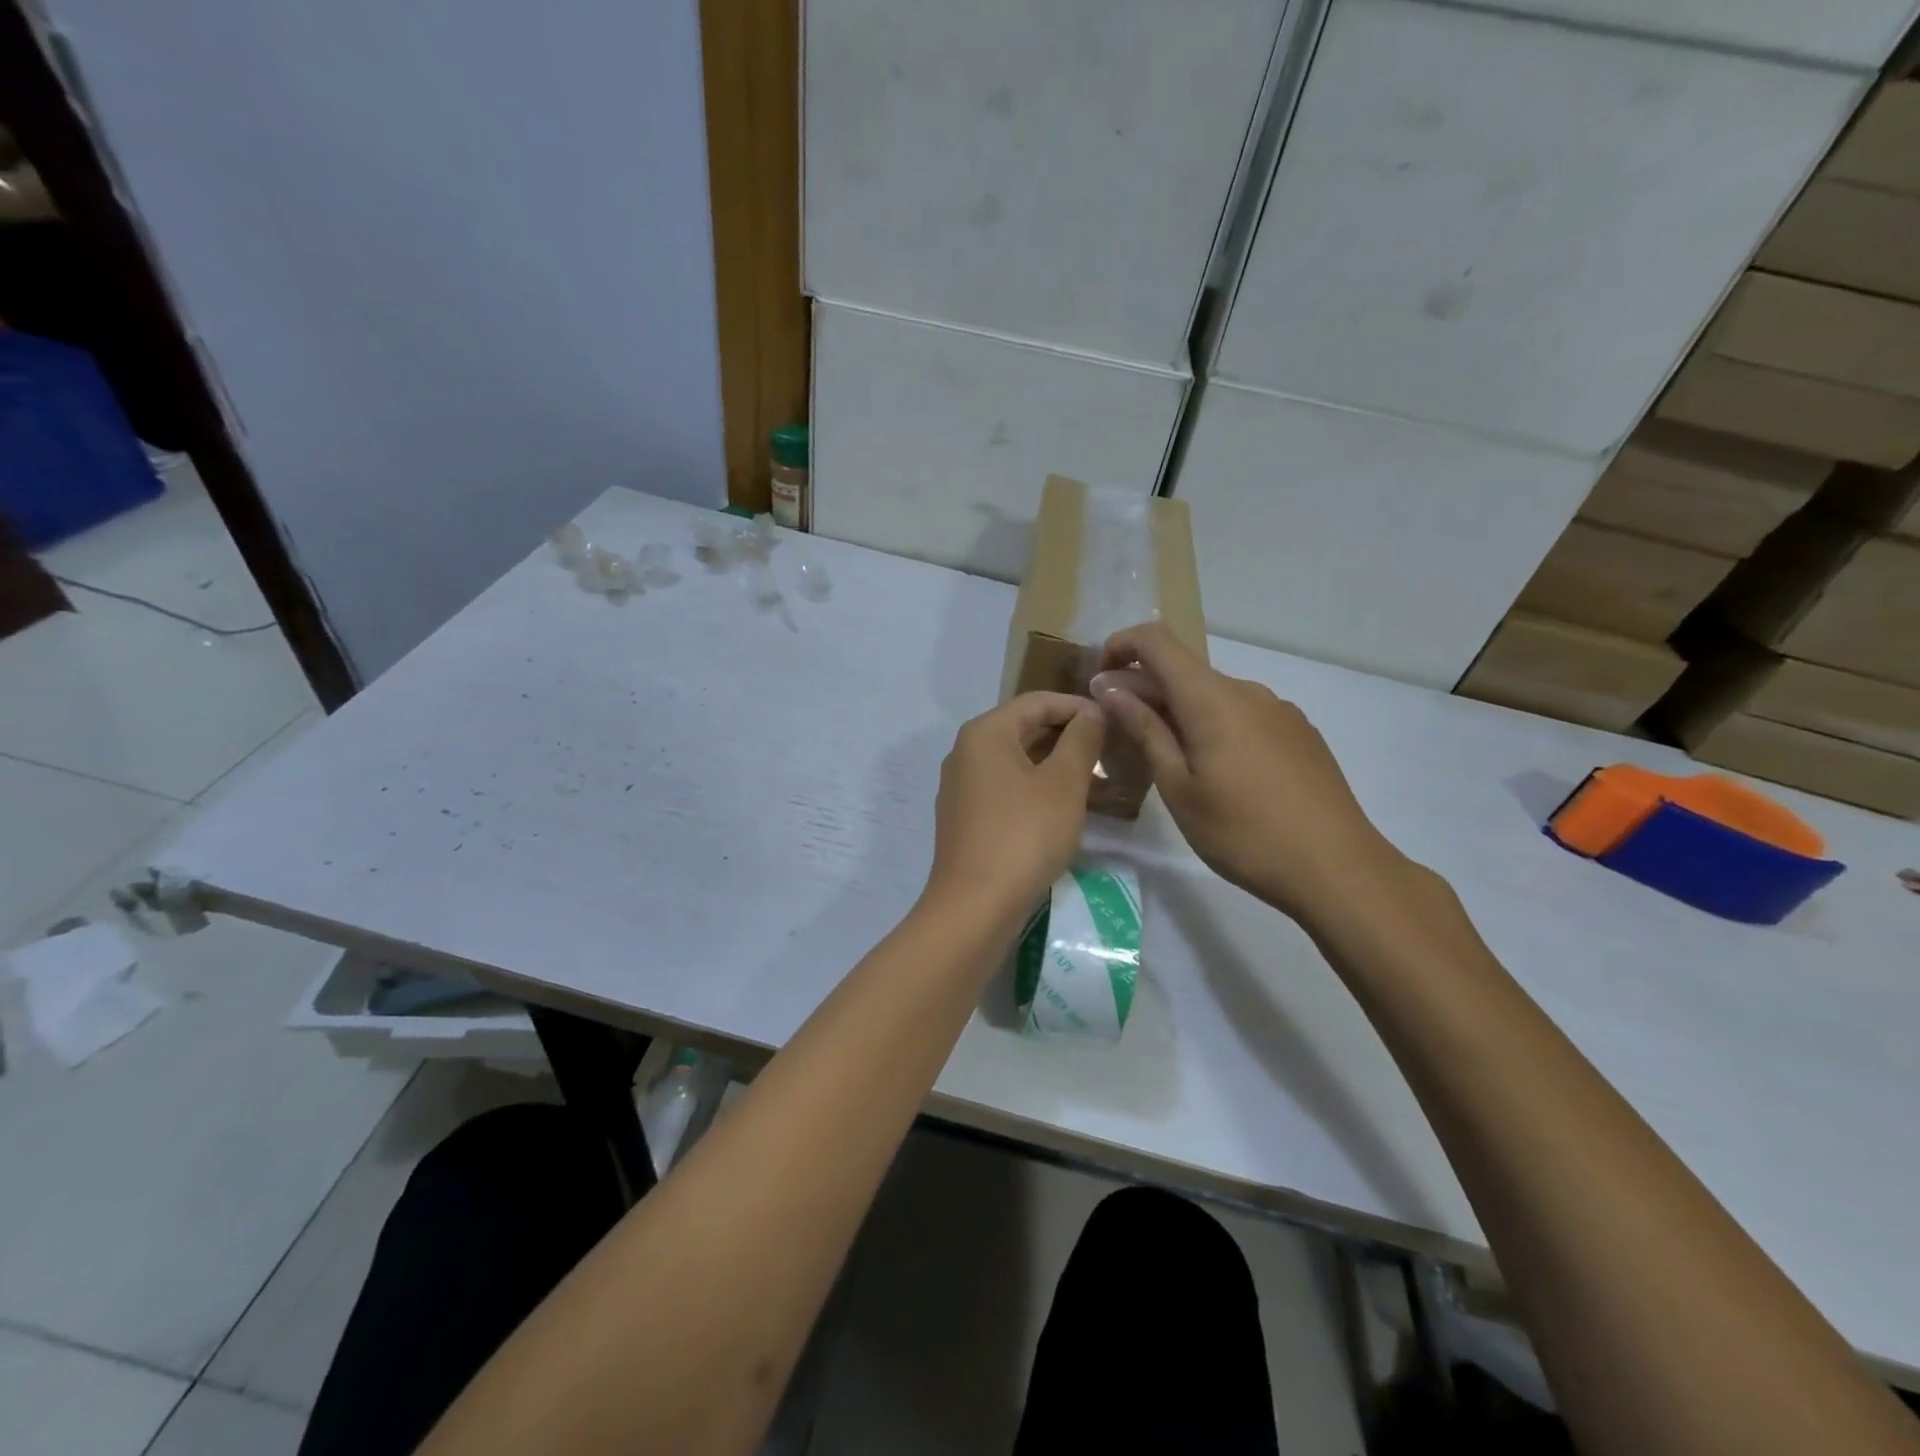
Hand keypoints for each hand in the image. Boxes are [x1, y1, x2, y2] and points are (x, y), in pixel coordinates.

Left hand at [926, 693, 1105, 920]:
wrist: (975, 905)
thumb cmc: (1024, 835)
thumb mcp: (1063, 784)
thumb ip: (1081, 741)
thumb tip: (1092, 713)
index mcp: (986, 733)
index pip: (1038, 702)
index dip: (1080, 707)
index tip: (1116, 722)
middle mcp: (967, 752)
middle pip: (1026, 730)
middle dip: (1072, 739)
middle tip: (1114, 754)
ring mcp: (963, 786)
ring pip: (1020, 763)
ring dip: (1060, 768)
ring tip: (1102, 785)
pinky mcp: (967, 817)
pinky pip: (1009, 790)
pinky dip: (1040, 791)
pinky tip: (1071, 810)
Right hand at [1091, 623, 1408, 925]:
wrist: (1337, 869)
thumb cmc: (1244, 833)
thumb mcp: (1179, 787)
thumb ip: (1145, 729)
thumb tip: (1110, 686)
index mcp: (1212, 699)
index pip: (1156, 640)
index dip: (1120, 647)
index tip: (1100, 682)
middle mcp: (1247, 690)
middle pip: (1184, 670)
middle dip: (1144, 690)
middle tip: (1121, 735)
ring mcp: (1279, 710)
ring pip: (1213, 695)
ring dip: (1179, 712)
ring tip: (1168, 763)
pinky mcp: (1298, 732)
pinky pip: (1242, 714)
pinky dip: (1213, 726)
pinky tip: (1218, 774)